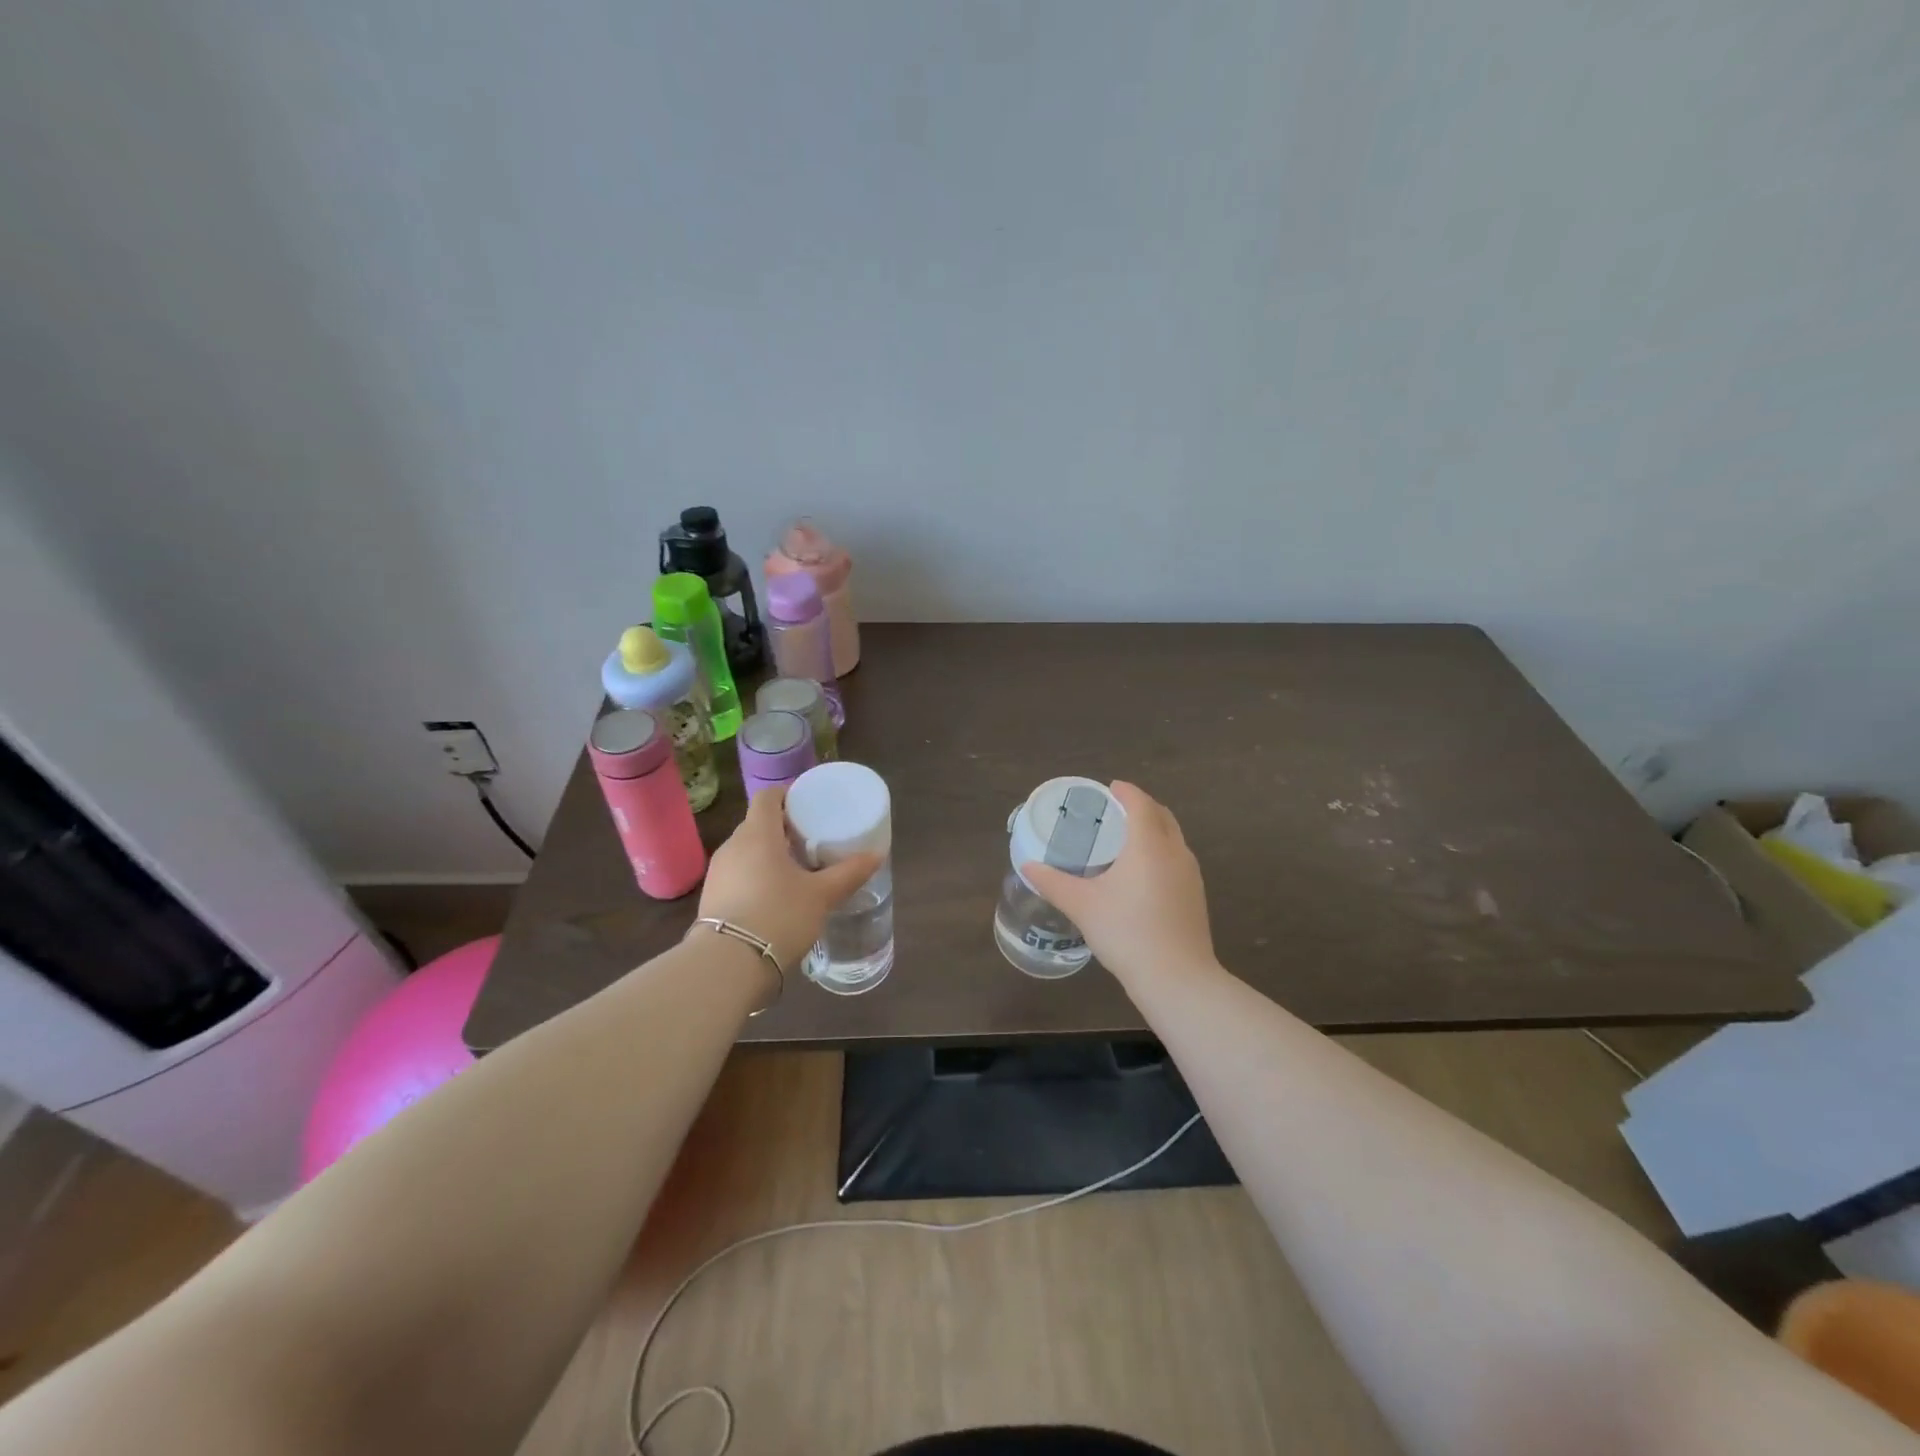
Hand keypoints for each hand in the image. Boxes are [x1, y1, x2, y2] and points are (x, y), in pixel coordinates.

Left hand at [697, 785, 882, 968]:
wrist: (728, 965)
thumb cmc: (779, 916)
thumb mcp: (822, 895)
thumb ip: (849, 873)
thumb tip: (877, 855)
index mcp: (758, 834)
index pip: (767, 797)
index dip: (787, 794)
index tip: (808, 804)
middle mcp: (733, 846)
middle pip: (757, 823)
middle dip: (782, 827)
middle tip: (810, 839)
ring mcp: (718, 872)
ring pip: (746, 850)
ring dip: (769, 853)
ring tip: (796, 869)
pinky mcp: (711, 898)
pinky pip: (738, 874)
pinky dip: (756, 875)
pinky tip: (775, 896)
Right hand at [1022, 781, 1215, 990]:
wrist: (1177, 978)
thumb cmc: (1126, 932)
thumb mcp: (1082, 905)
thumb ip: (1053, 882)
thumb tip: (1028, 866)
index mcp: (1149, 844)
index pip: (1140, 803)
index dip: (1125, 792)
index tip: (1109, 788)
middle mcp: (1175, 851)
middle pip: (1162, 815)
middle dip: (1141, 807)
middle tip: (1115, 812)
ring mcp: (1191, 875)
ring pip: (1173, 838)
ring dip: (1154, 830)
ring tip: (1127, 840)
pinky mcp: (1196, 896)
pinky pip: (1178, 860)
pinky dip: (1161, 852)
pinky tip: (1143, 875)